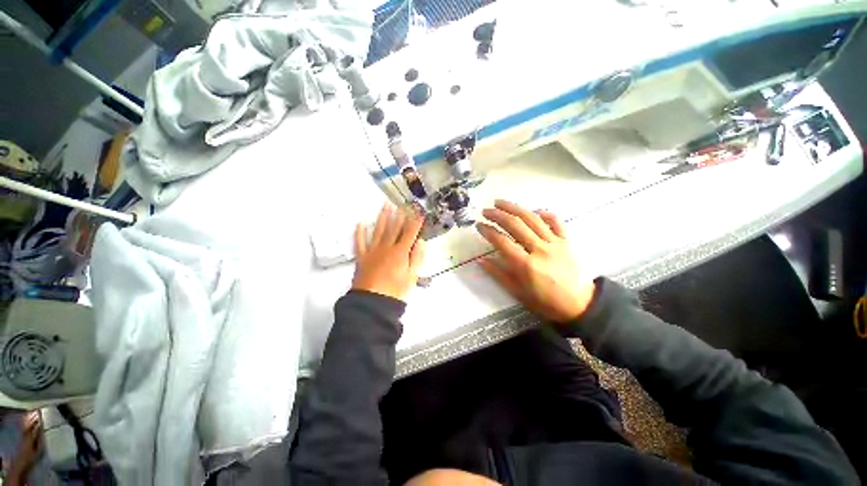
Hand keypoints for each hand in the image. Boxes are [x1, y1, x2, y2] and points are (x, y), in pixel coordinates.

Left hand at [353, 203, 425, 301]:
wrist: (373, 304)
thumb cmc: (396, 291)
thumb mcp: (412, 277)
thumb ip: (417, 258)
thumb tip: (420, 241)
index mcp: (400, 252)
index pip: (410, 233)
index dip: (415, 222)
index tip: (419, 212)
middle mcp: (386, 248)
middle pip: (394, 228)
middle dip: (399, 215)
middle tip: (402, 203)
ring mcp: (373, 251)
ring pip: (378, 230)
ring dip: (383, 217)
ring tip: (385, 205)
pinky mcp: (362, 257)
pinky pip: (360, 242)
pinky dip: (359, 233)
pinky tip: (360, 223)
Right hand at [476, 200, 595, 323]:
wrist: (580, 305)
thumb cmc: (545, 302)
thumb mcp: (518, 292)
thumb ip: (498, 275)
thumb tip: (480, 260)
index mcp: (525, 265)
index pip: (502, 241)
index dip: (488, 231)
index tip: (478, 225)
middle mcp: (539, 249)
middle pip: (515, 225)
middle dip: (497, 215)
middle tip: (485, 211)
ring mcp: (554, 243)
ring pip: (532, 219)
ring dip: (514, 208)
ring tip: (500, 202)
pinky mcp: (566, 241)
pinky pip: (555, 222)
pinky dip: (544, 214)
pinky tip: (534, 210)